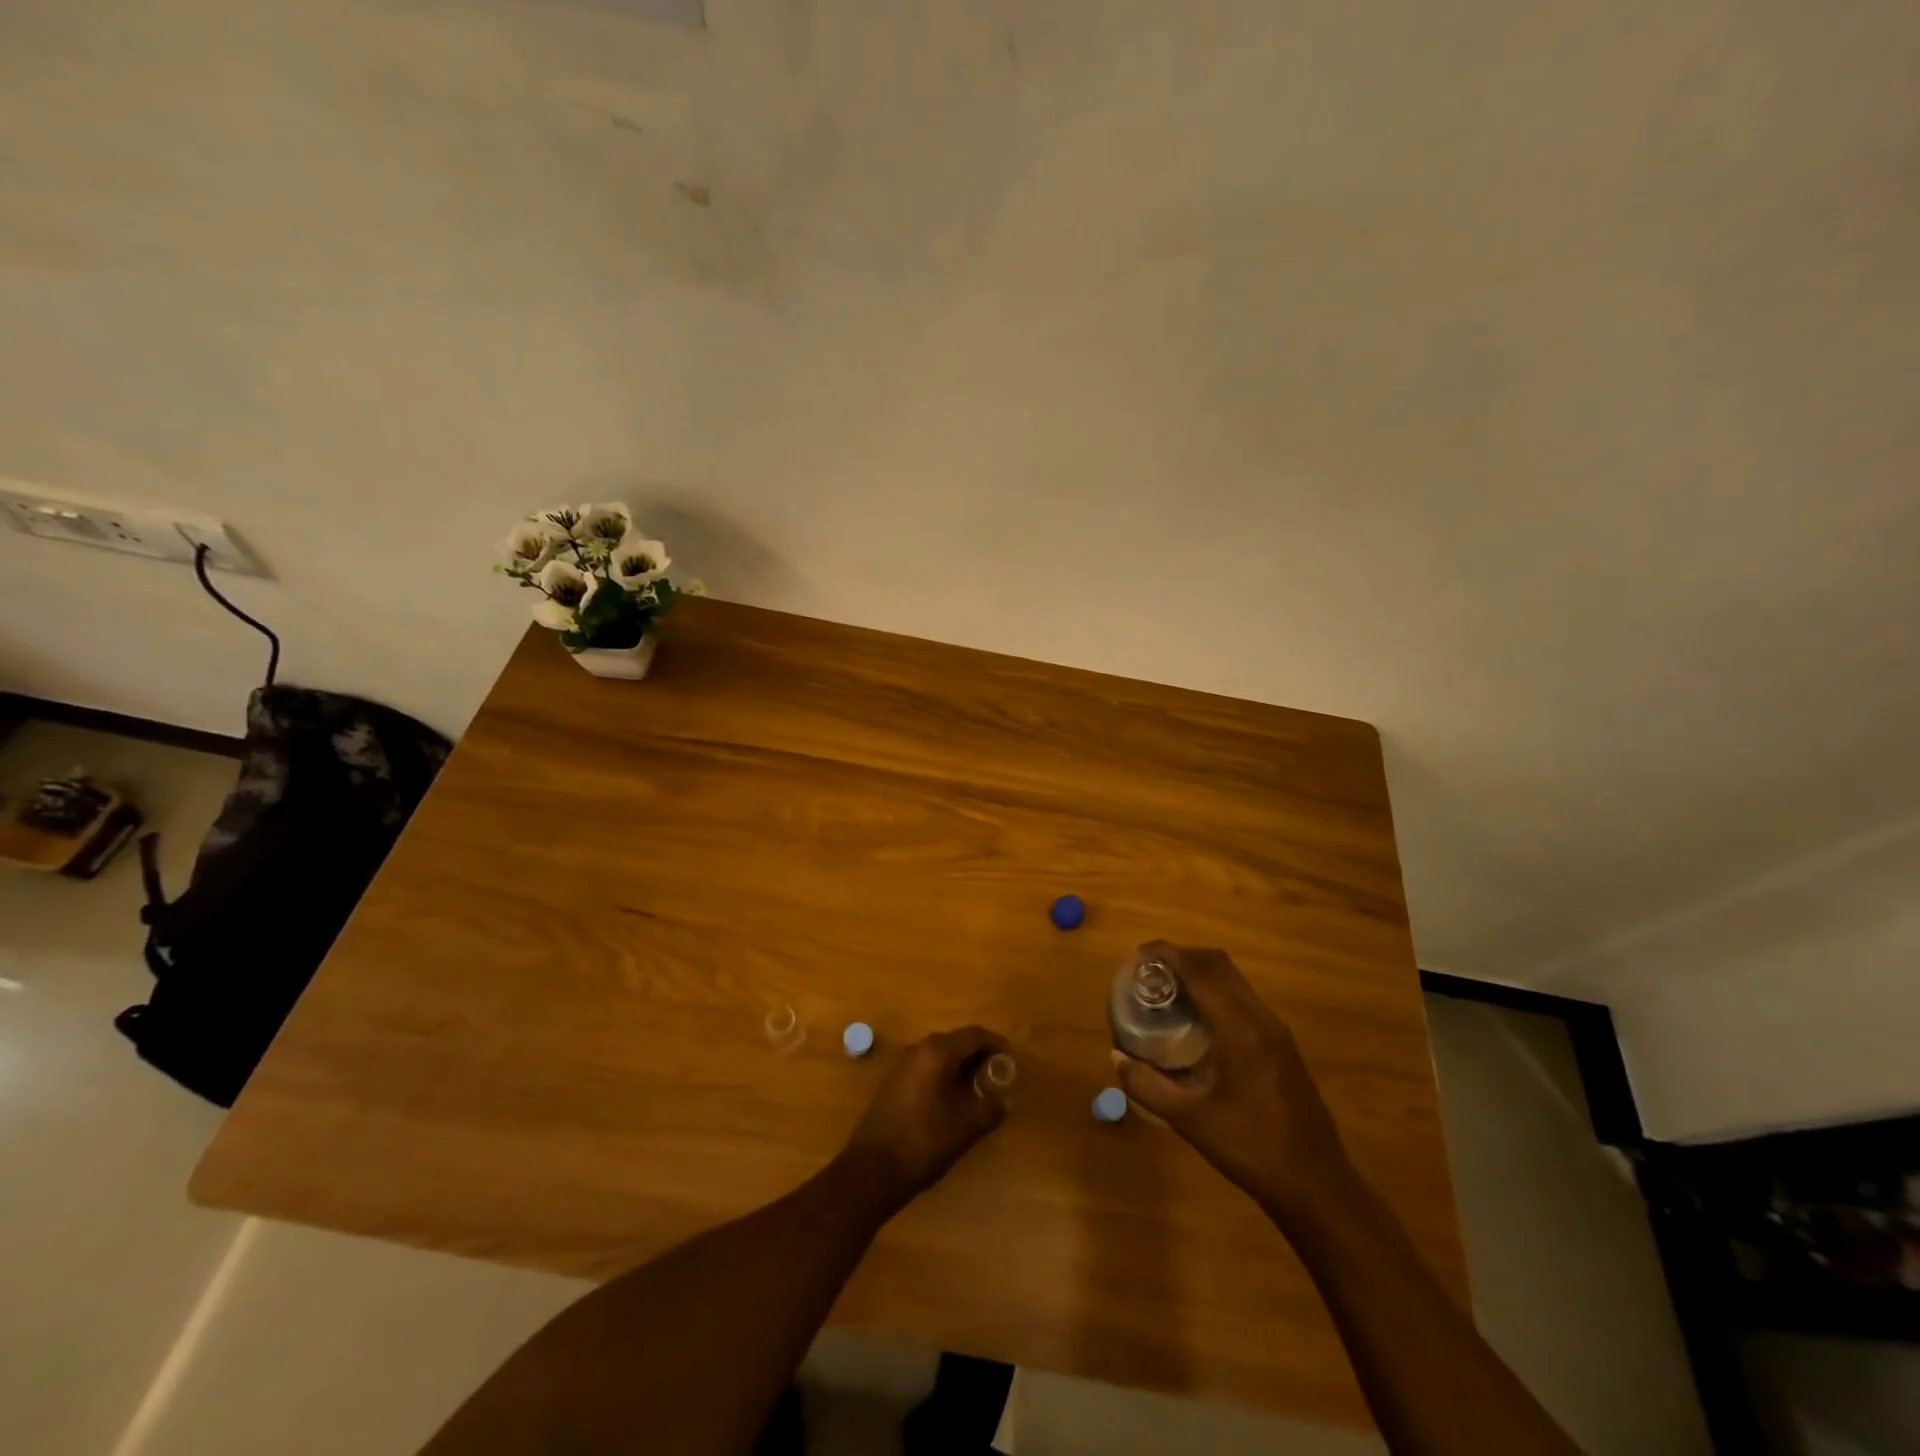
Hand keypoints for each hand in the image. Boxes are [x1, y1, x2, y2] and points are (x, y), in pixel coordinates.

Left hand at [840, 1026, 1010, 1210]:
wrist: (873, 1168)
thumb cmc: (925, 1140)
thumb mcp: (967, 1125)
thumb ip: (991, 1108)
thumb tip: (1005, 1100)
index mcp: (938, 1051)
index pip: (974, 1035)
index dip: (996, 1043)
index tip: (1010, 1058)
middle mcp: (918, 1048)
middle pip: (956, 1041)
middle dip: (978, 1055)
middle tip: (996, 1075)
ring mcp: (902, 1064)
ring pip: (939, 1055)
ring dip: (960, 1066)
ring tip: (977, 1089)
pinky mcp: (892, 1082)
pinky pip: (926, 1068)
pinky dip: (943, 1075)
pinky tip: (951, 1100)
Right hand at [1114, 943, 1359, 1226]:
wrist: (1316, 1185)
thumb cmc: (1250, 1150)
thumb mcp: (1189, 1120)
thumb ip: (1147, 1085)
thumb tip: (1116, 1057)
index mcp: (1239, 1030)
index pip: (1200, 971)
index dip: (1169, 954)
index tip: (1140, 954)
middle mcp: (1261, 1019)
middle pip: (1220, 965)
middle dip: (1183, 956)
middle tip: (1150, 969)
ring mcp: (1276, 1030)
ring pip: (1235, 979)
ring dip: (1202, 971)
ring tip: (1169, 988)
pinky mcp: (1283, 1044)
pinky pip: (1244, 998)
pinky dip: (1217, 990)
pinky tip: (1199, 1017)